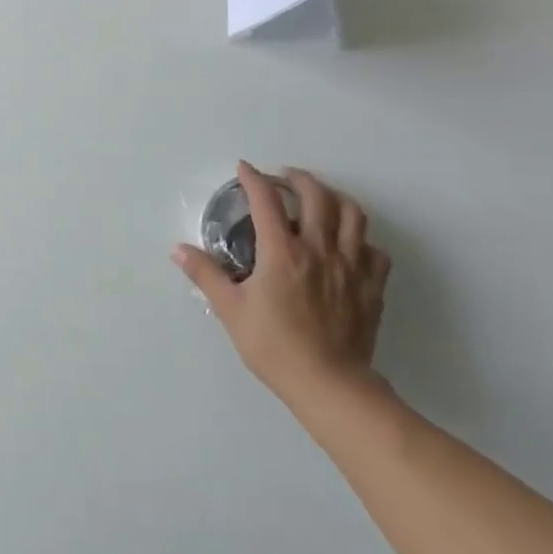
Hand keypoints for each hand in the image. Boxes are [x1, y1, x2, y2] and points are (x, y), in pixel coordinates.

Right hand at [173, 163, 389, 408]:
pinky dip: (360, 239)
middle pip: (316, 195)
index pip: (266, 200)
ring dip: (335, 197)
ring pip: (353, 214)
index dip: (253, 179)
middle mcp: (319, 248)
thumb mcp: (230, 309)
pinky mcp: (372, 286)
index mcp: (282, 251)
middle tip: (283, 178)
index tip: (244, 168)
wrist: (329, 384)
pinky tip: (348, 244)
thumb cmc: (274, 345)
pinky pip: (374, 250)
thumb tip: (178, 250)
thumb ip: (205, 274)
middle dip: (297, 178)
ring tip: (320, 198)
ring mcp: (351, 265)